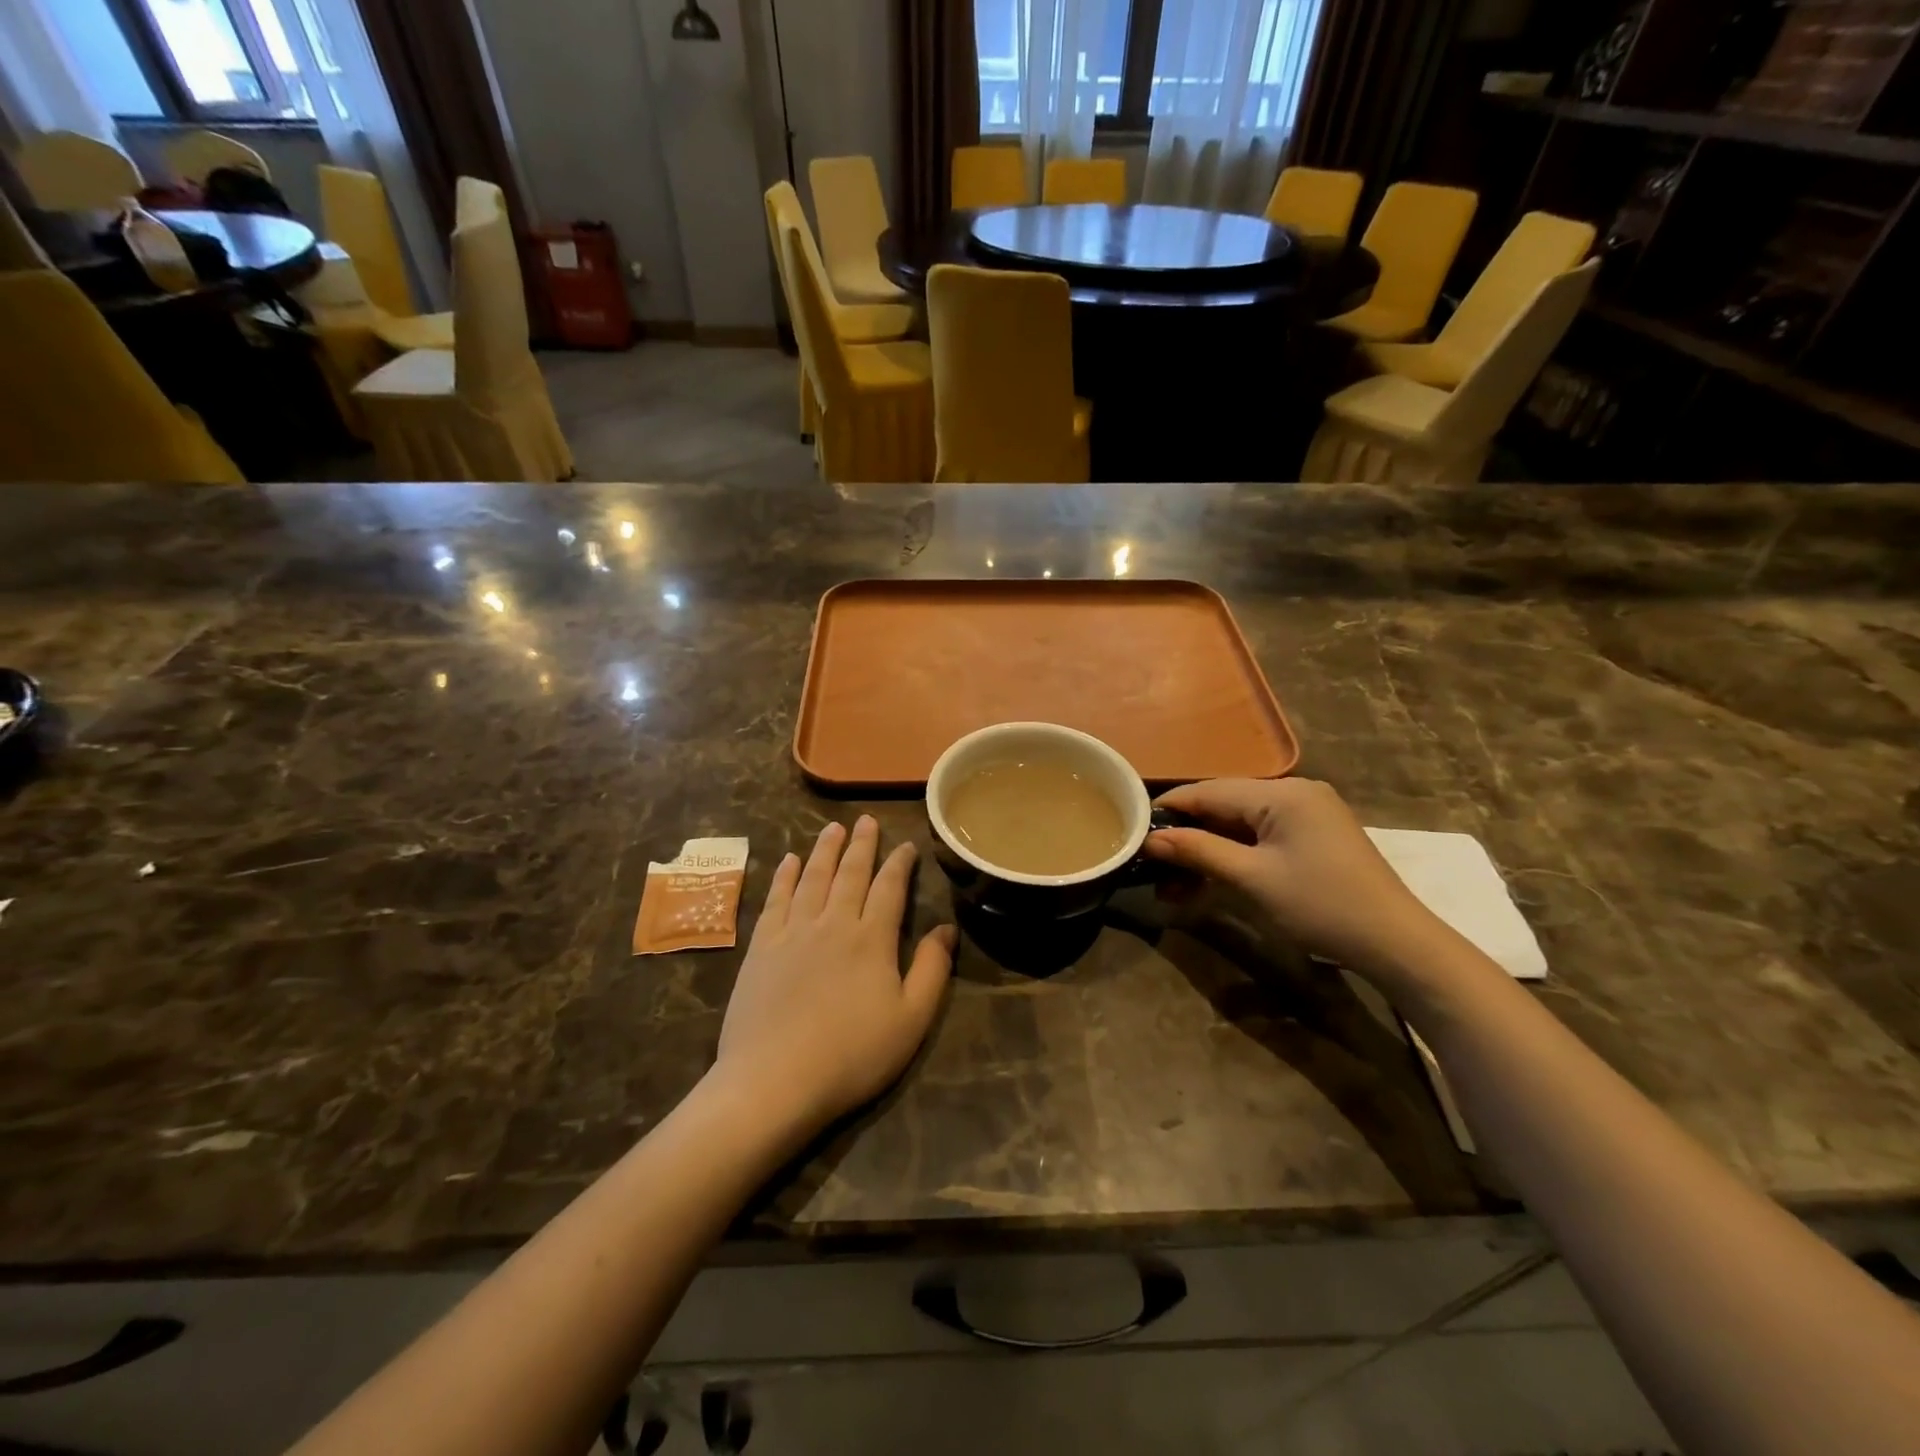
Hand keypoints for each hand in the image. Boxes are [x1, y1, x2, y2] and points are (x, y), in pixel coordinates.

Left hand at [714, 817, 955, 1138]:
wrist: (774, 1080)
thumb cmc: (852, 1055)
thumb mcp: (911, 1020)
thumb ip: (932, 970)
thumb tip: (946, 928)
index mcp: (872, 939)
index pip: (889, 888)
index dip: (899, 863)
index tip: (906, 845)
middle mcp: (833, 923)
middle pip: (850, 873)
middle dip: (861, 845)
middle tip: (865, 820)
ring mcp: (793, 932)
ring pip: (813, 877)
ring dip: (824, 850)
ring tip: (832, 828)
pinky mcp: (762, 947)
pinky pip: (776, 900)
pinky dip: (785, 876)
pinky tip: (790, 860)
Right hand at [1145, 778, 1443, 977]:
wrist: (1396, 944)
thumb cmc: (1320, 906)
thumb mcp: (1251, 879)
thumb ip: (1198, 851)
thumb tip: (1149, 839)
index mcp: (1282, 793)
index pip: (1208, 791)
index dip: (1167, 810)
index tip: (1131, 830)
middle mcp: (1294, 792)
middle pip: (1222, 806)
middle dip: (1185, 837)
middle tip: (1150, 866)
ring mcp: (1306, 814)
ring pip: (1238, 825)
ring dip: (1206, 852)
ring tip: (1172, 885)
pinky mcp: (1313, 837)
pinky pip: (1259, 838)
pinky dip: (1232, 857)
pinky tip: (1207, 881)